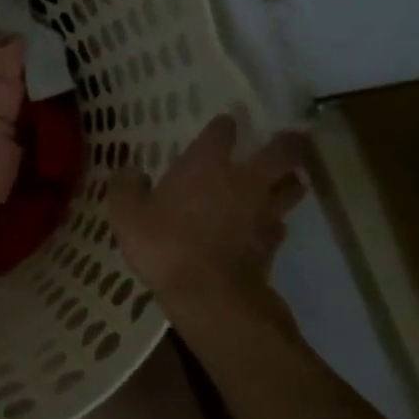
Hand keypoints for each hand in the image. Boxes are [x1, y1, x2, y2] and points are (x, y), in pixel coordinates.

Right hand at [108, 115, 310, 338]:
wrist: (210, 295)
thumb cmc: (164, 245)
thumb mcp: (126, 214)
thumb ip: (126, 187)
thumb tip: (130, 170)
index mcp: (206, 164)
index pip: (222, 131)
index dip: (224, 125)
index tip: (226, 122)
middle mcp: (243, 180)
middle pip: (280, 152)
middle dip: (287, 143)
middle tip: (289, 138)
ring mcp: (263, 211)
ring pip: (292, 186)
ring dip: (291, 181)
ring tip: (286, 180)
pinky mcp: (273, 243)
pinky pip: (281, 224)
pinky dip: (276, 221)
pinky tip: (266, 226)